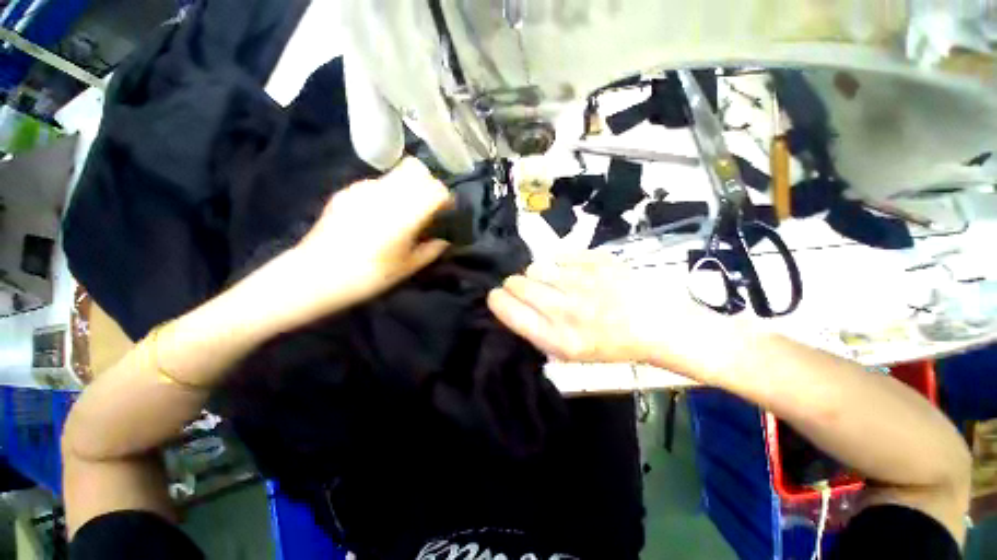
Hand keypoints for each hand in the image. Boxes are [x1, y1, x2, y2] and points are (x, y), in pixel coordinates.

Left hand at [286, 157, 451, 317]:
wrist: (315, 275)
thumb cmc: (368, 276)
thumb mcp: (407, 268)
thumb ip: (431, 250)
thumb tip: (444, 240)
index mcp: (405, 214)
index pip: (436, 189)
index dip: (445, 198)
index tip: (445, 211)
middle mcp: (385, 194)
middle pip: (416, 169)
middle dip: (428, 184)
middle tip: (427, 205)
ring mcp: (363, 189)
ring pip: (396, 174)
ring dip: (407, 187)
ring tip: (402, 211)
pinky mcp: (347, 191)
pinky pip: (376, 183)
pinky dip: (386, 193)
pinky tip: (378, 215)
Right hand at [487, 252, 728, 371]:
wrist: (656, 324)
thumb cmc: (612, 344)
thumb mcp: (571, 354)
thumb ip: (539, 332)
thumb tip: (514, 306)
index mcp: (558, 338)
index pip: (509, 311)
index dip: (497, 300)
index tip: (498, 296)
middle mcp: (566, 310)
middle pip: (517, 283)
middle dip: (515, 285)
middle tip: (529, 289)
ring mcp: (582, 282)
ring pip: (536, 267)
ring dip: (539, 274)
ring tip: (556, 281)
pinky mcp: (596, 261)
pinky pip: (560, 255)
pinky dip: (562, 264)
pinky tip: (577, 273)